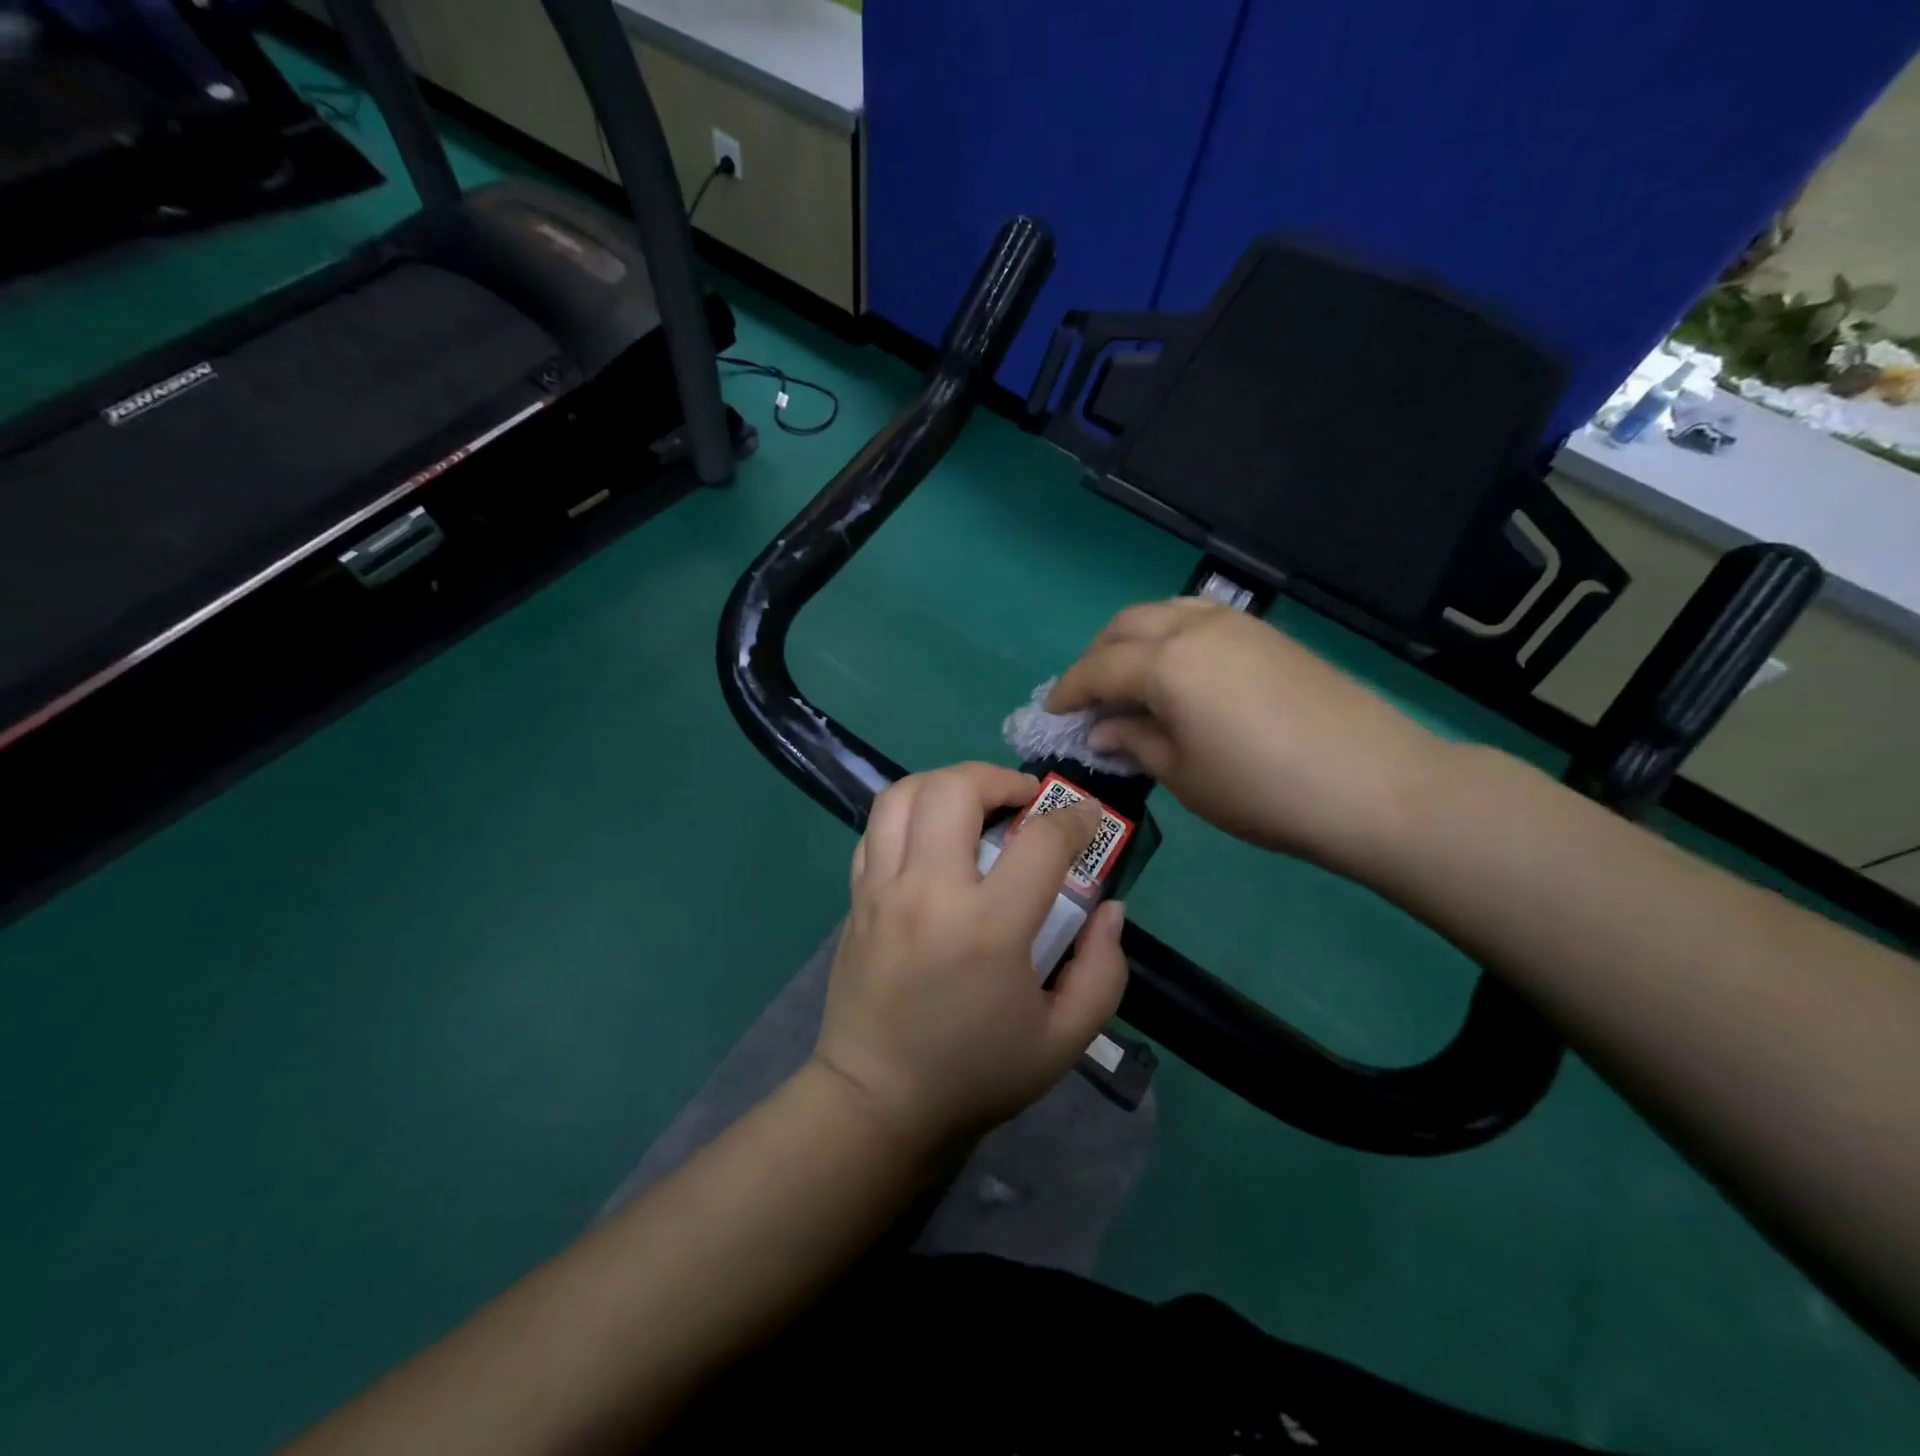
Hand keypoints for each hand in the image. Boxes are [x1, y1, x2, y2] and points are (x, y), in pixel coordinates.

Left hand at [812, 763, 1128, 1148]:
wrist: (878, 1102)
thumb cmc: (977, 1073)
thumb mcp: (1065, 1039)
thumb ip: (1103, 969)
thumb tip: (1108, 908)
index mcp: (987, 929)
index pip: (1041, 840)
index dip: (1075, 818)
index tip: (1086, 820)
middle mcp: (928, 893)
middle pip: (956, 789)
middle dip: (999, 778)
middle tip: (1024, 800)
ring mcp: (882, 890)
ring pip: (903, 794)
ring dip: (947, 782)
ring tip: (975, 803)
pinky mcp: (856, 898)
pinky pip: (876, 828)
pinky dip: (909, 813)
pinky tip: (933, 836)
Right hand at [1048, 599, 1450, 878]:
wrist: (1374, 784)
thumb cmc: (1262, 790)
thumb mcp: (1184, 776)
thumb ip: (1135, 742)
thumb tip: (1103, 730)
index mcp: (1166, 663)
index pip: (1099, 668)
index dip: (1070, 690)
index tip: (1052, 713)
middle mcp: (1195, 627)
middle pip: (1127, 626)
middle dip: (1097, 656)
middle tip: (1088, 696)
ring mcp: (1238, 625)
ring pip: (1164, 612)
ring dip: (1134, 640)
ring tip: (1129, 679)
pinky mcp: (1269, 636)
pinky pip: (1200, 619)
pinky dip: (1171, 637)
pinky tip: (1179, 673)